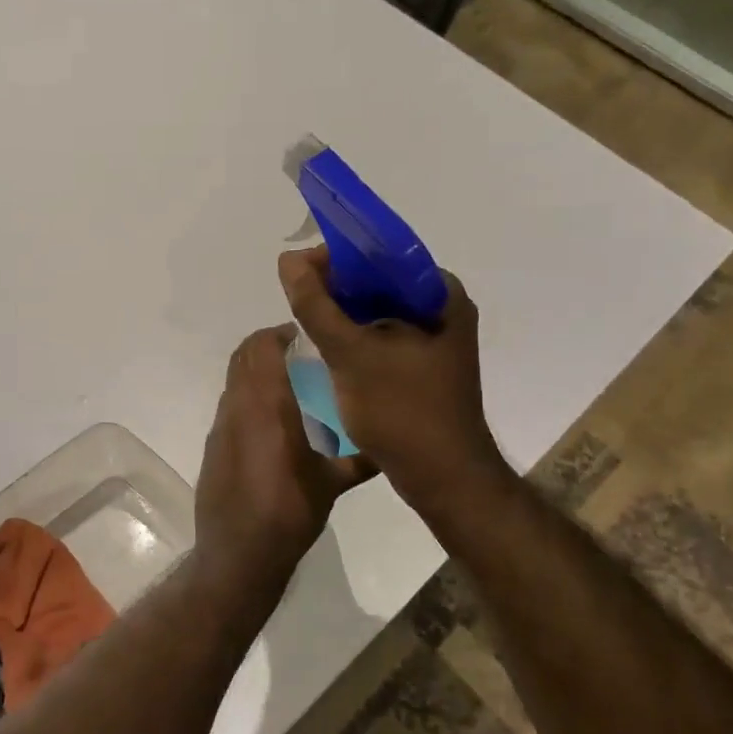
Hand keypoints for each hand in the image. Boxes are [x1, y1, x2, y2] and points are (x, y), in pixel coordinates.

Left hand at [194, 324, 374, 584]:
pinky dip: (248, 398)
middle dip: (268, 346)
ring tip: (291, 386)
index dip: (281, 333)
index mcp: (267, 408)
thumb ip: (360, 460)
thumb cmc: (288, 514)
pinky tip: (273, 424)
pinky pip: (230, 405)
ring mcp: (221, 427)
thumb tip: (392, 448)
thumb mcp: (331, 486)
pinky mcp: (213, 446)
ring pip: (234, 381)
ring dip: (257, 372)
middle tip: (301, 355)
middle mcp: (238, 408)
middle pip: (243, 356)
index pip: (262, 348)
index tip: (308, 337)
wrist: (238, 554)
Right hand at [277, 247, 509, 513]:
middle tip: (296, 295)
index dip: (338, 255)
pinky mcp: (423, 368)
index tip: (299, 270)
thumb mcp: (352, 355)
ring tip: (305, 317)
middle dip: (337, 286)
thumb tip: (289, 260)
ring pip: (379, 312)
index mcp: (440, 295)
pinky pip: (383, 338)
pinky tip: (327, 346)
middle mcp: (443, 310)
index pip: (384, 254)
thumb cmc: (403, 412)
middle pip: (380, 282)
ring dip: (343, 313)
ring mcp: (435, 342)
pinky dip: (355, 337)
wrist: (443, 479)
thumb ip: (318, 306)